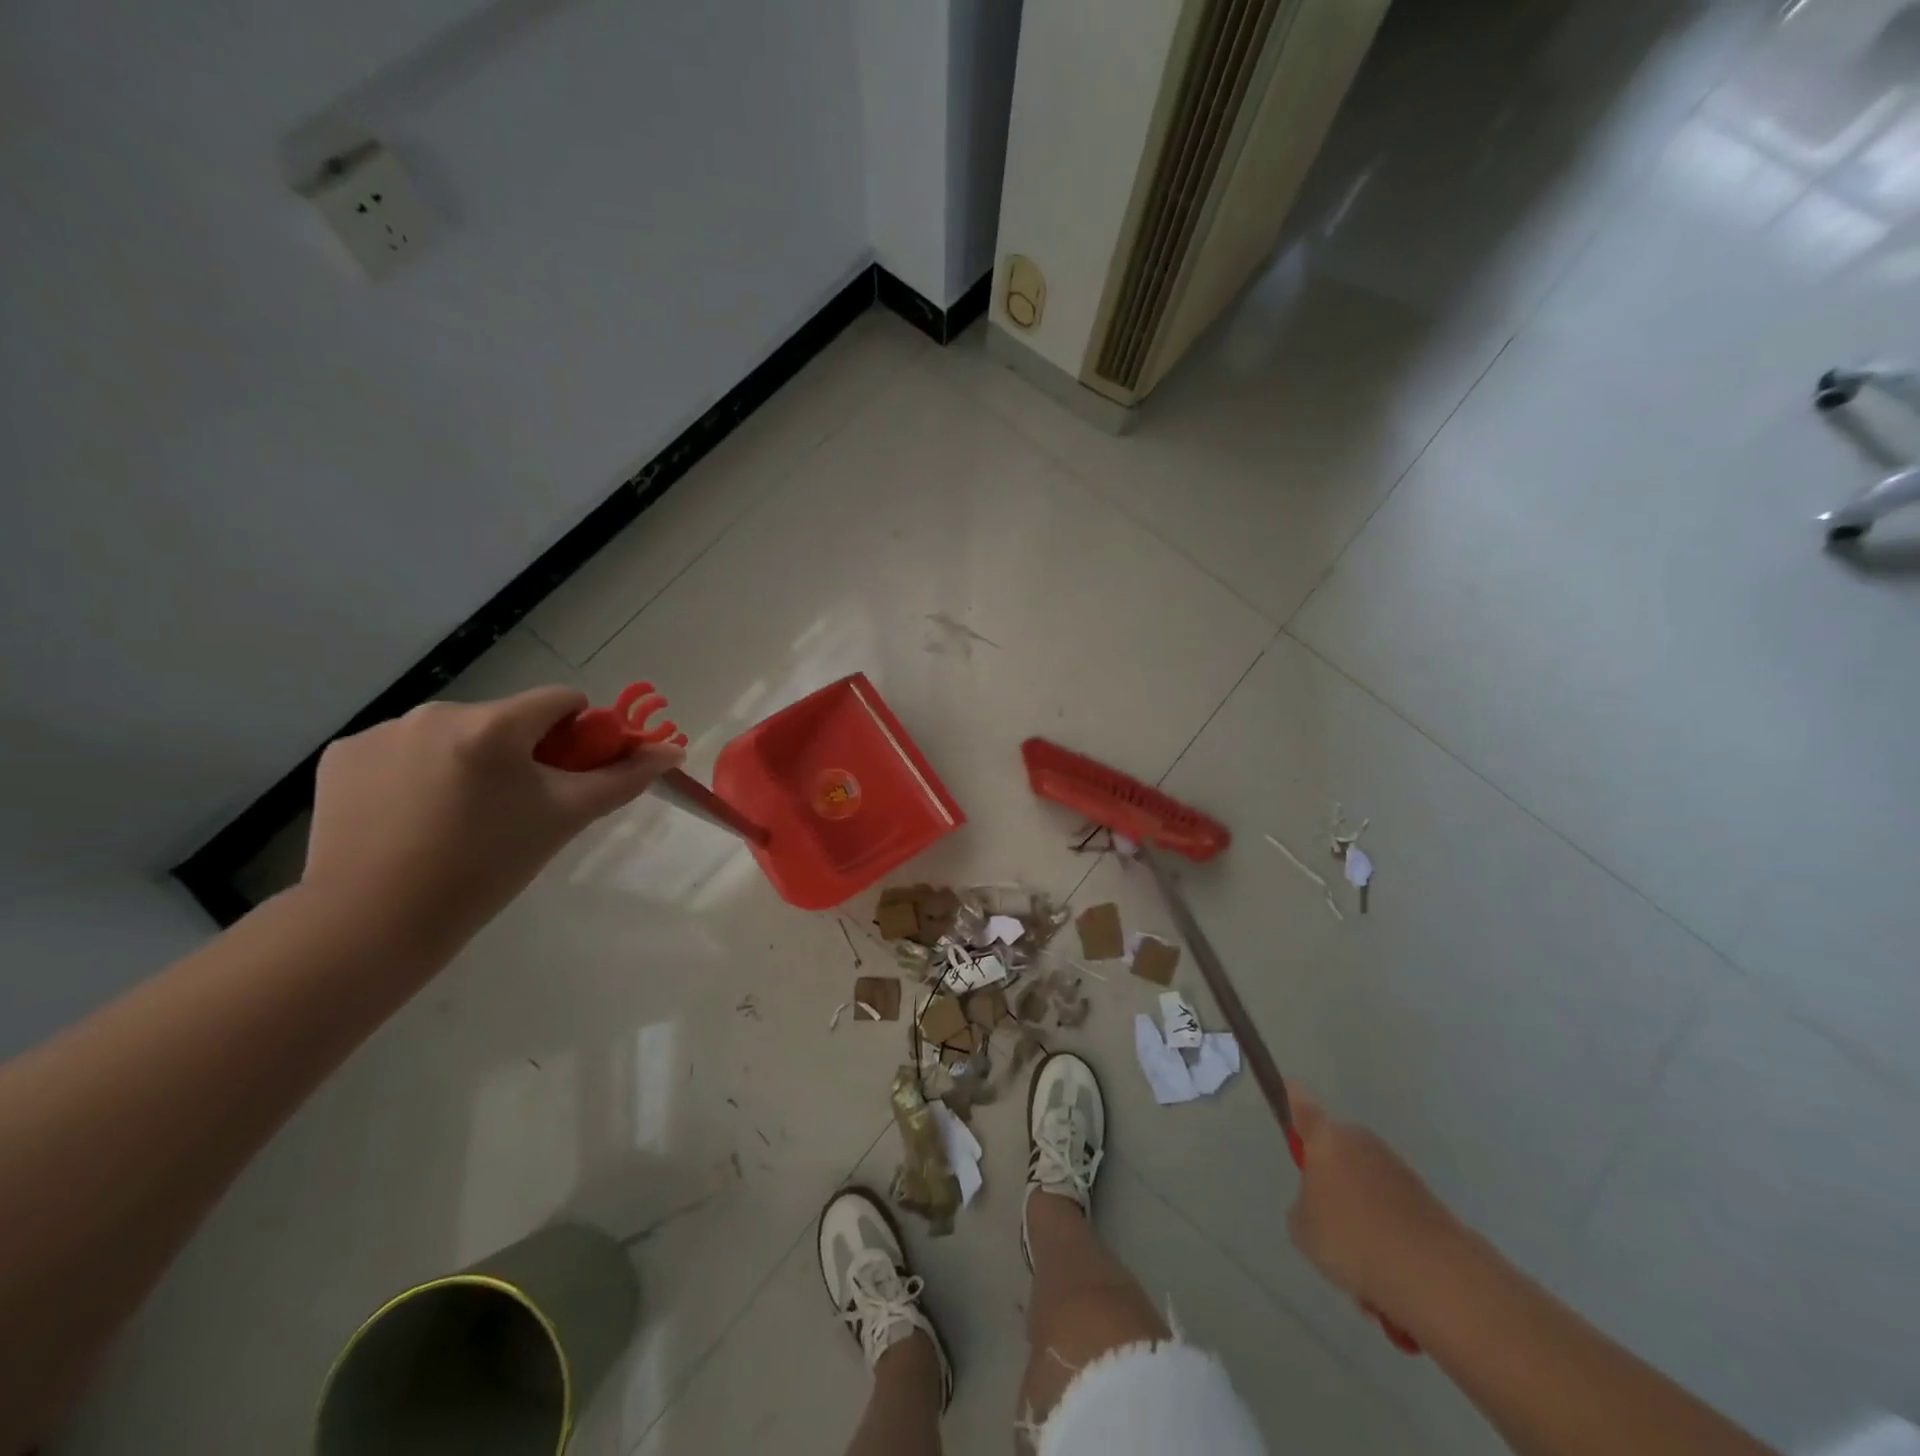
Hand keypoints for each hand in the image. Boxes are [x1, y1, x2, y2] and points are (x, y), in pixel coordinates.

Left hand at [302, 687, 683, 956]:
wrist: (372, 924)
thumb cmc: (486, 868)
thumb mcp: (564, 819)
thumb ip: (622, 779)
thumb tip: (672, 750)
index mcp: (494, 725)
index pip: (562, 700)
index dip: (579, 734)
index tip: (567, 776)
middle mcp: (436, 712)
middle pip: (507, 719)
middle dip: (521, 753)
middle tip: (515, 809)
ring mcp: (381, 731)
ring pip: (455, 734)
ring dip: (469, 761)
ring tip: (458, 818)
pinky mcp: (341, 755)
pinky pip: (402, 750)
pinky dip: (417, 773)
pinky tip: (410, 817)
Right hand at [1286, 1084, 1465, 1318]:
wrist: (1432, 1274)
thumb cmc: (1350, 1238)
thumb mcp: (1302, 1227)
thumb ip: (1304, 1205)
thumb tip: (1321, 1205)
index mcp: (1325, 1139)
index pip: (1301, 1105)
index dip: (1291, 1098)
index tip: (1287, 1088)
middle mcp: (1361, 1143)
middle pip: (1336, 1152)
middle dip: (1331, 1181)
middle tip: (1327, 1224)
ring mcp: (1397, 1169)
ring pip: (1365, 1187)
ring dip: (1361, 1217)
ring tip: (1362, 1267)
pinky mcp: (1426, 1199)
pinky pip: (1392, 1213)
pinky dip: (1388, 1238)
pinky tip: (1389, 1276)